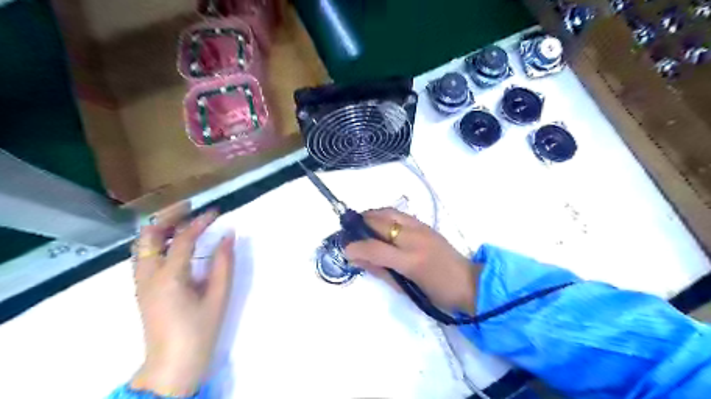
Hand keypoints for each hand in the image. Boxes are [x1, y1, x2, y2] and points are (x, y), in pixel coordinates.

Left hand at [129, 212, 235, 395]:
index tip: (216, 211)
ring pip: (142, 244)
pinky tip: (174, 243)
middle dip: (169, 216)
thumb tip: (229, 235)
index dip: (200, 222)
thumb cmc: (200, 331)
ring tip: (183, 219)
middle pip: (148, 234)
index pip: (182, 239)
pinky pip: (144, 255)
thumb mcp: (219, 297)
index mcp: (169, 277)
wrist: (172, 365)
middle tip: (190, 207)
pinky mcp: (142, 288)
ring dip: (160, 227)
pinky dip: (157, 241)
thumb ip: (224, 263)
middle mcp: (148, 275)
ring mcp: (141, 282)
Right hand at [343, 208, 476, 314]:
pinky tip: (380, 224)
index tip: (345, 250)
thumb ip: (381, 272)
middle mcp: (415, 239)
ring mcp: (421, 228)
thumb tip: (358, 259)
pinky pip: (399, 214)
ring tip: (361, 224)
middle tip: (349, 232)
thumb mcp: (406, 289)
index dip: (356, 247)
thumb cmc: (438, 294)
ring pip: (389, 212)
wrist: (469, 282)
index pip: (375, 248)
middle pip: (380, 223)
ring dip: (371, 215)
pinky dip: (384, 215)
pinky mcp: (425, 224)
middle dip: (360, 225)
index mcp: (411, 261)